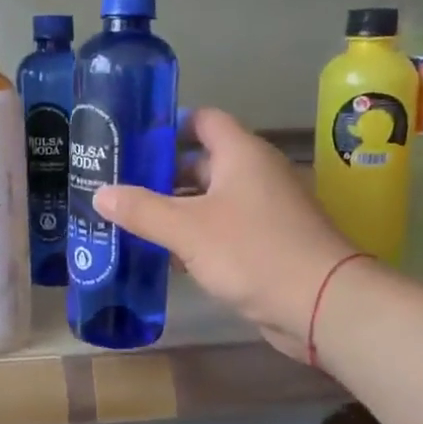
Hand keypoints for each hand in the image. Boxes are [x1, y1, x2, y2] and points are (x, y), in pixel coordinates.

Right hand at [95, 108, 357, 359]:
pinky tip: (166, 255)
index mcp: (241, 154)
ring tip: (132, 221)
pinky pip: (224, 229)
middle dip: (162, 174)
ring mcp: (265, 209)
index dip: (169, 125)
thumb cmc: (252, 252)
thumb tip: (100, 193)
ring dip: (177, 209)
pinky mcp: (268, 243)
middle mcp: (255, 174)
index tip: (131, 141)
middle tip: (120, 186)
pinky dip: (197, 236)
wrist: (322, 303)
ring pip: (211, 200)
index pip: (203, 120)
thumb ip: (142, 210)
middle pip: (202, 162)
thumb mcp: (187, 229)